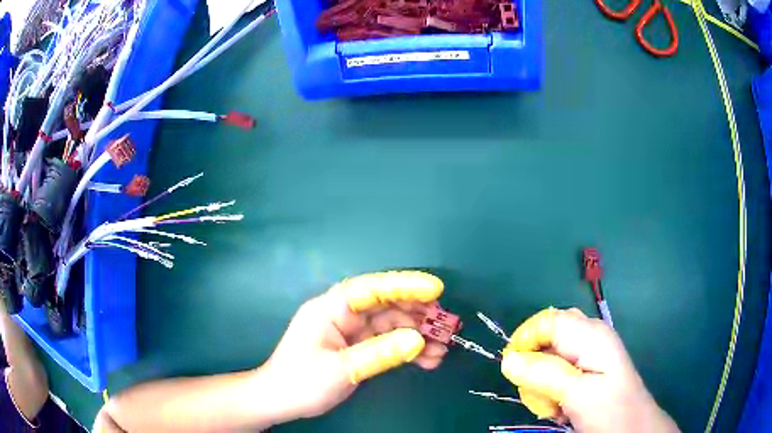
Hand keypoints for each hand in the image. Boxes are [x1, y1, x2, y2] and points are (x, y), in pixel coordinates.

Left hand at [262, 271, 448, 422]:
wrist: (280, 401)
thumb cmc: (301, 381)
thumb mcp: (341, 369)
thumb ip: (380, 353)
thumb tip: (419, 341)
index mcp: (331, 309)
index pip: (371, 288)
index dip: (404, 286)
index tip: (435, 290)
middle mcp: (343, 315)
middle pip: (386, 306)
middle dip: (418, 314)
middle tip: (447, 326)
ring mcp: (351, 332)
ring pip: (391, 325)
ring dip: (418, 335)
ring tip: (443, 349)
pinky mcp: (357, 348)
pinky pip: (388, 343)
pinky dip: (407, 350)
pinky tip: (428, 360)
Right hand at [500, 308, 678, 432]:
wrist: (633, 428)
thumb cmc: (610, 410)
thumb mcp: (577, 394)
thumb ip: (544, 374)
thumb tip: (508, 359)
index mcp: (590, 335)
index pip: (546, 320)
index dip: (525, 340)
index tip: (514, 370)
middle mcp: (589, 337)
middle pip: (546, 338)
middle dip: (534, 366)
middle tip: (541, 394)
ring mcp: (588, 353)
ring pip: (548, 358)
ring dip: (542, 383)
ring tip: (555, 405)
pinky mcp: (586, 370)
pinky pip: (556, 372)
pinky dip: (551, 390)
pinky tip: (560, 406)